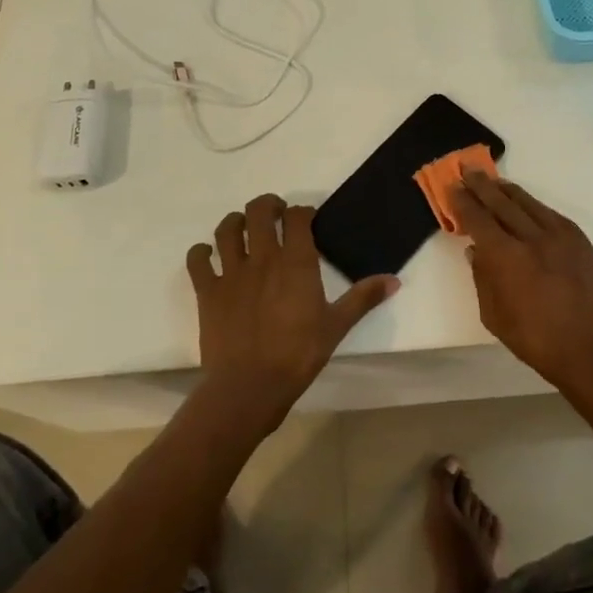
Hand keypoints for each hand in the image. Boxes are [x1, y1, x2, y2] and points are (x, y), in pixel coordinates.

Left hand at [187, 193, 397, 430]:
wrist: (250, 387)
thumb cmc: (298, 355)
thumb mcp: (337, 326)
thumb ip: (363, 298)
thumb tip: (394, 280)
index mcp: (296, 262)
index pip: (297, 217)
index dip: (302, 212)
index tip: (307, 220)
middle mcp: (263, 257)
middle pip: (259, 211)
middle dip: (267, 205)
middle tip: (274, 215)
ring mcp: (231, 272)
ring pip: (226, 229)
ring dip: (234, 222)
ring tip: (242, 228)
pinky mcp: (207, 291)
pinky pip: (198, 260)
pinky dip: (201, 253)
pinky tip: (209, 257)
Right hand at [450, 172, 592, 391]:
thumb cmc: (538, 342)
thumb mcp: (495, 317)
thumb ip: (483, 279)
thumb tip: (476, 250)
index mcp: (507, 257)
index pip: (478, 219)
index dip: (463, 201)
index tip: (452, 186)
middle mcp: (533, 238)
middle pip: (502, 203)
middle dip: (483, 186)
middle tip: (468, 170)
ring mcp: (562, 237)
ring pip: (529, 204)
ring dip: (508, 190)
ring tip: (494, 180)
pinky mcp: (582, 243)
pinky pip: (552, 215)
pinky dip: (535, 206)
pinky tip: (527, 204)